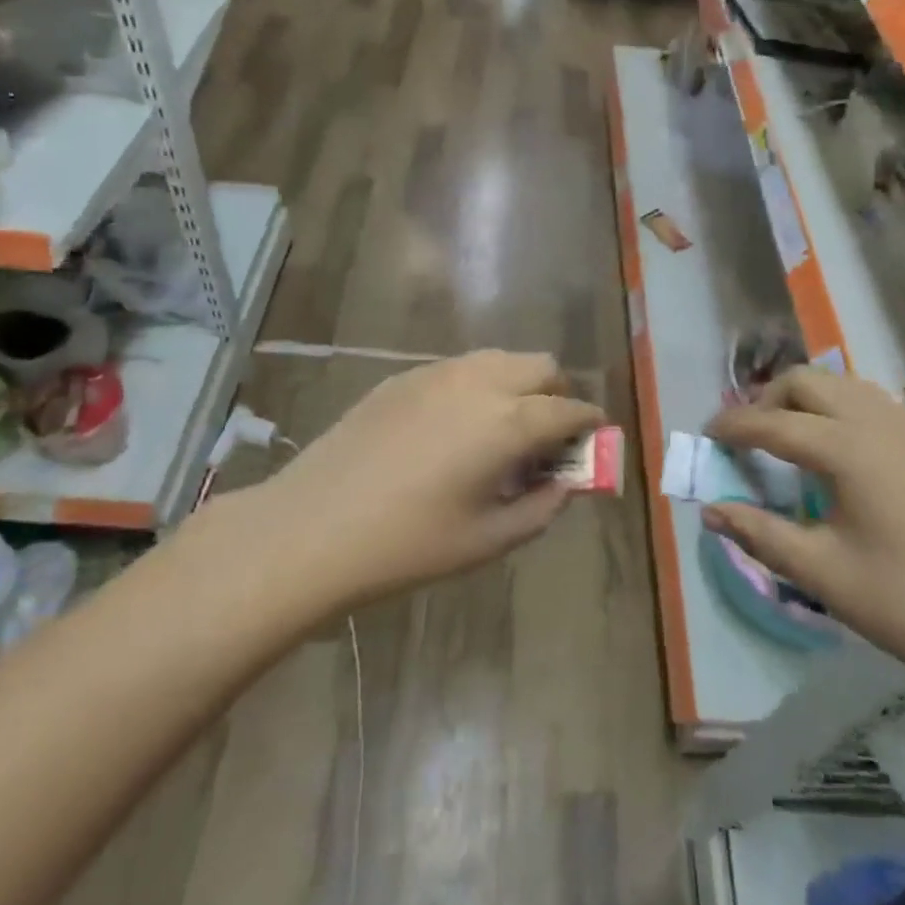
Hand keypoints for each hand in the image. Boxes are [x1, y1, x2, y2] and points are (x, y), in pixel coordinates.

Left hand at [236, 351, 605, 610]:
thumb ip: (542, 506)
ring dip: (518, 384)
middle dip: (557, 394)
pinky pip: (460, 368)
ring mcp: (437, 373)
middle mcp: (480, 382)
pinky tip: (455, 428)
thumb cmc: (409, 544)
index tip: (592, 442)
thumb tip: (566, 483)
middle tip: (547, 438)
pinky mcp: (402, 377)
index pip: (570, 408)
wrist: (313, 528)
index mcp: (509, 422)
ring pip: (500, 359)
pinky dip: (478, 386)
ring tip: (502, 430)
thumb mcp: (489, 539)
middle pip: (541, 366)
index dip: (589, 424)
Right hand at [706, 367, 904, 694]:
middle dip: (767, 398)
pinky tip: (838, 449)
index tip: (706, 435)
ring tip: (787, 435)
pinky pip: (873, 402)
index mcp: (846, 449)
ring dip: (806, 398)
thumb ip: (758, 532)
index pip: (772, 422)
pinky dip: (840, 408)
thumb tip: (711, 511)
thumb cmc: (902, 601)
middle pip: (807, 381)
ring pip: (843, 385)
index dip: (733, 426)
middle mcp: (877, 423)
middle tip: (747, 436)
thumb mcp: (818, 571)